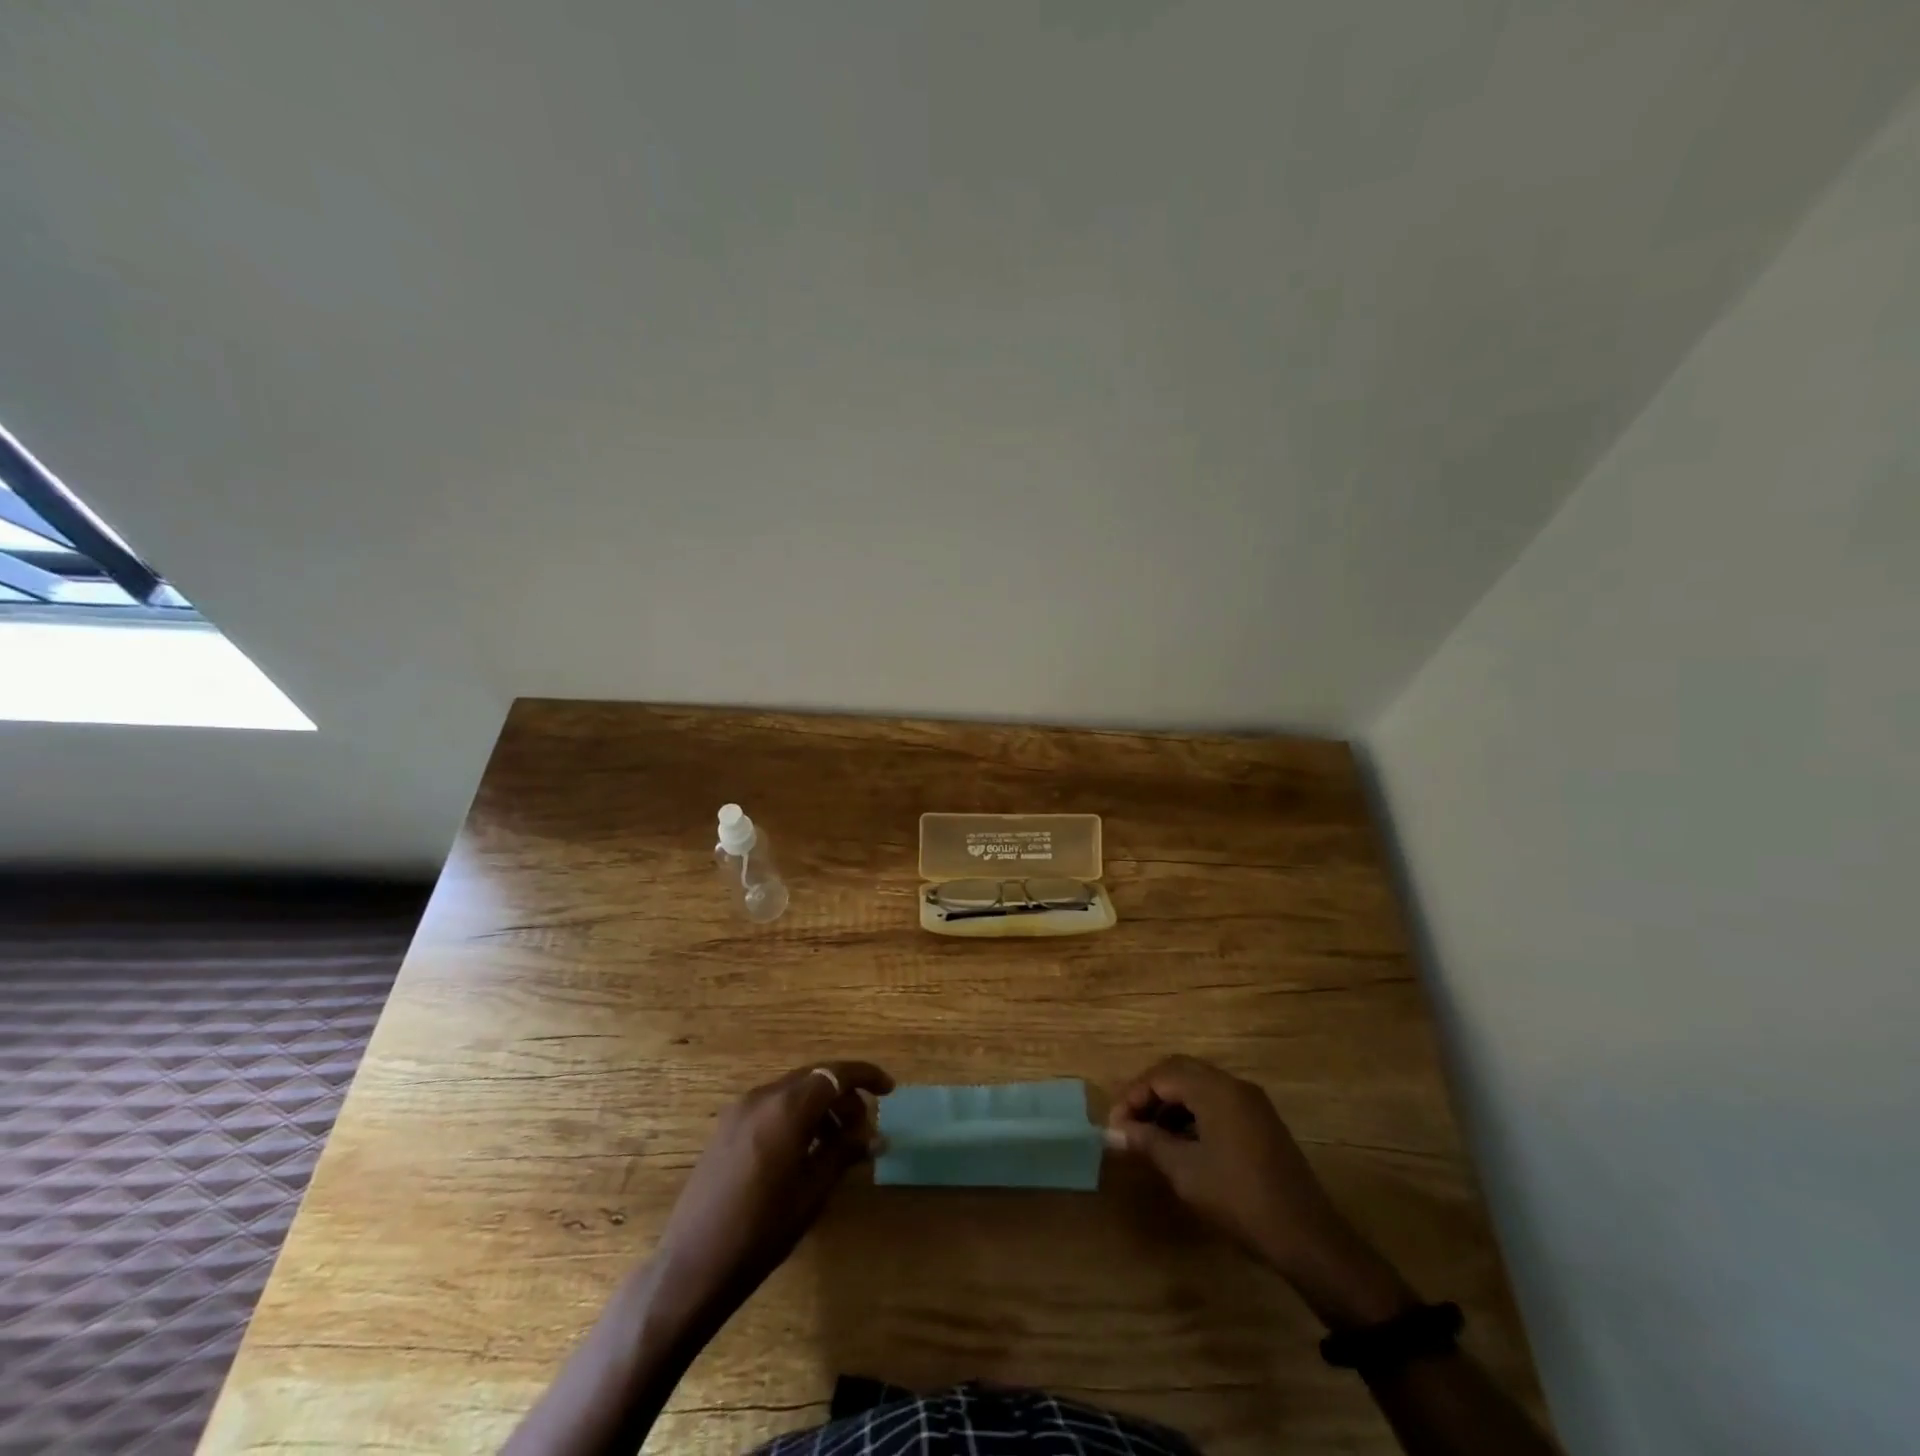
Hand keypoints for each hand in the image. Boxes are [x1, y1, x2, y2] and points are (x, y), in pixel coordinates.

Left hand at [653, 1059, 893, 1322]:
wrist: (692, 1266)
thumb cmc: (761, 1232)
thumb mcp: (812, 1192)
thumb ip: (845, 1153)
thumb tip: (878, 1136)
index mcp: (786, 1108)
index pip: (835, 1074)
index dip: (865, 1076)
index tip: (889, 1090)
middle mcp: (762, 1097)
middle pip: (814, 1079)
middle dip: (844, 1095)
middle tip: (864, 1128)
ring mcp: (740, 1110)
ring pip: (793, 1091)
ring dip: (820, 1106)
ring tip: (838, 1143)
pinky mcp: (727, 1128)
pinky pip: (772, 1106)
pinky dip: (796, 1115)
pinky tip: (805, 1150)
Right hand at [1109, 1055, 1412, 1324]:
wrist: (1306, 1238)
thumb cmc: (1238, 1199)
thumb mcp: (1185, 1171)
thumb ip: (1148, 1142)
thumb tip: (1115, 1131)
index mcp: (1215, 1089)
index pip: (1162, 1075)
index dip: (1133, 1096)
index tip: (1114, 1125)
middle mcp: (1234, 1086)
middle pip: (1181, 1073)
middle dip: (1150, 1095)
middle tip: (1128, 1124)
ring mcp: (1252, 1104)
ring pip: (1200, 1088)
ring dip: (1171, 1106)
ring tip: (1149, 1136)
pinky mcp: (1261, 1124)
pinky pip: (1218, 1104)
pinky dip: (1193, 1116)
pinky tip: (1181, 1144)